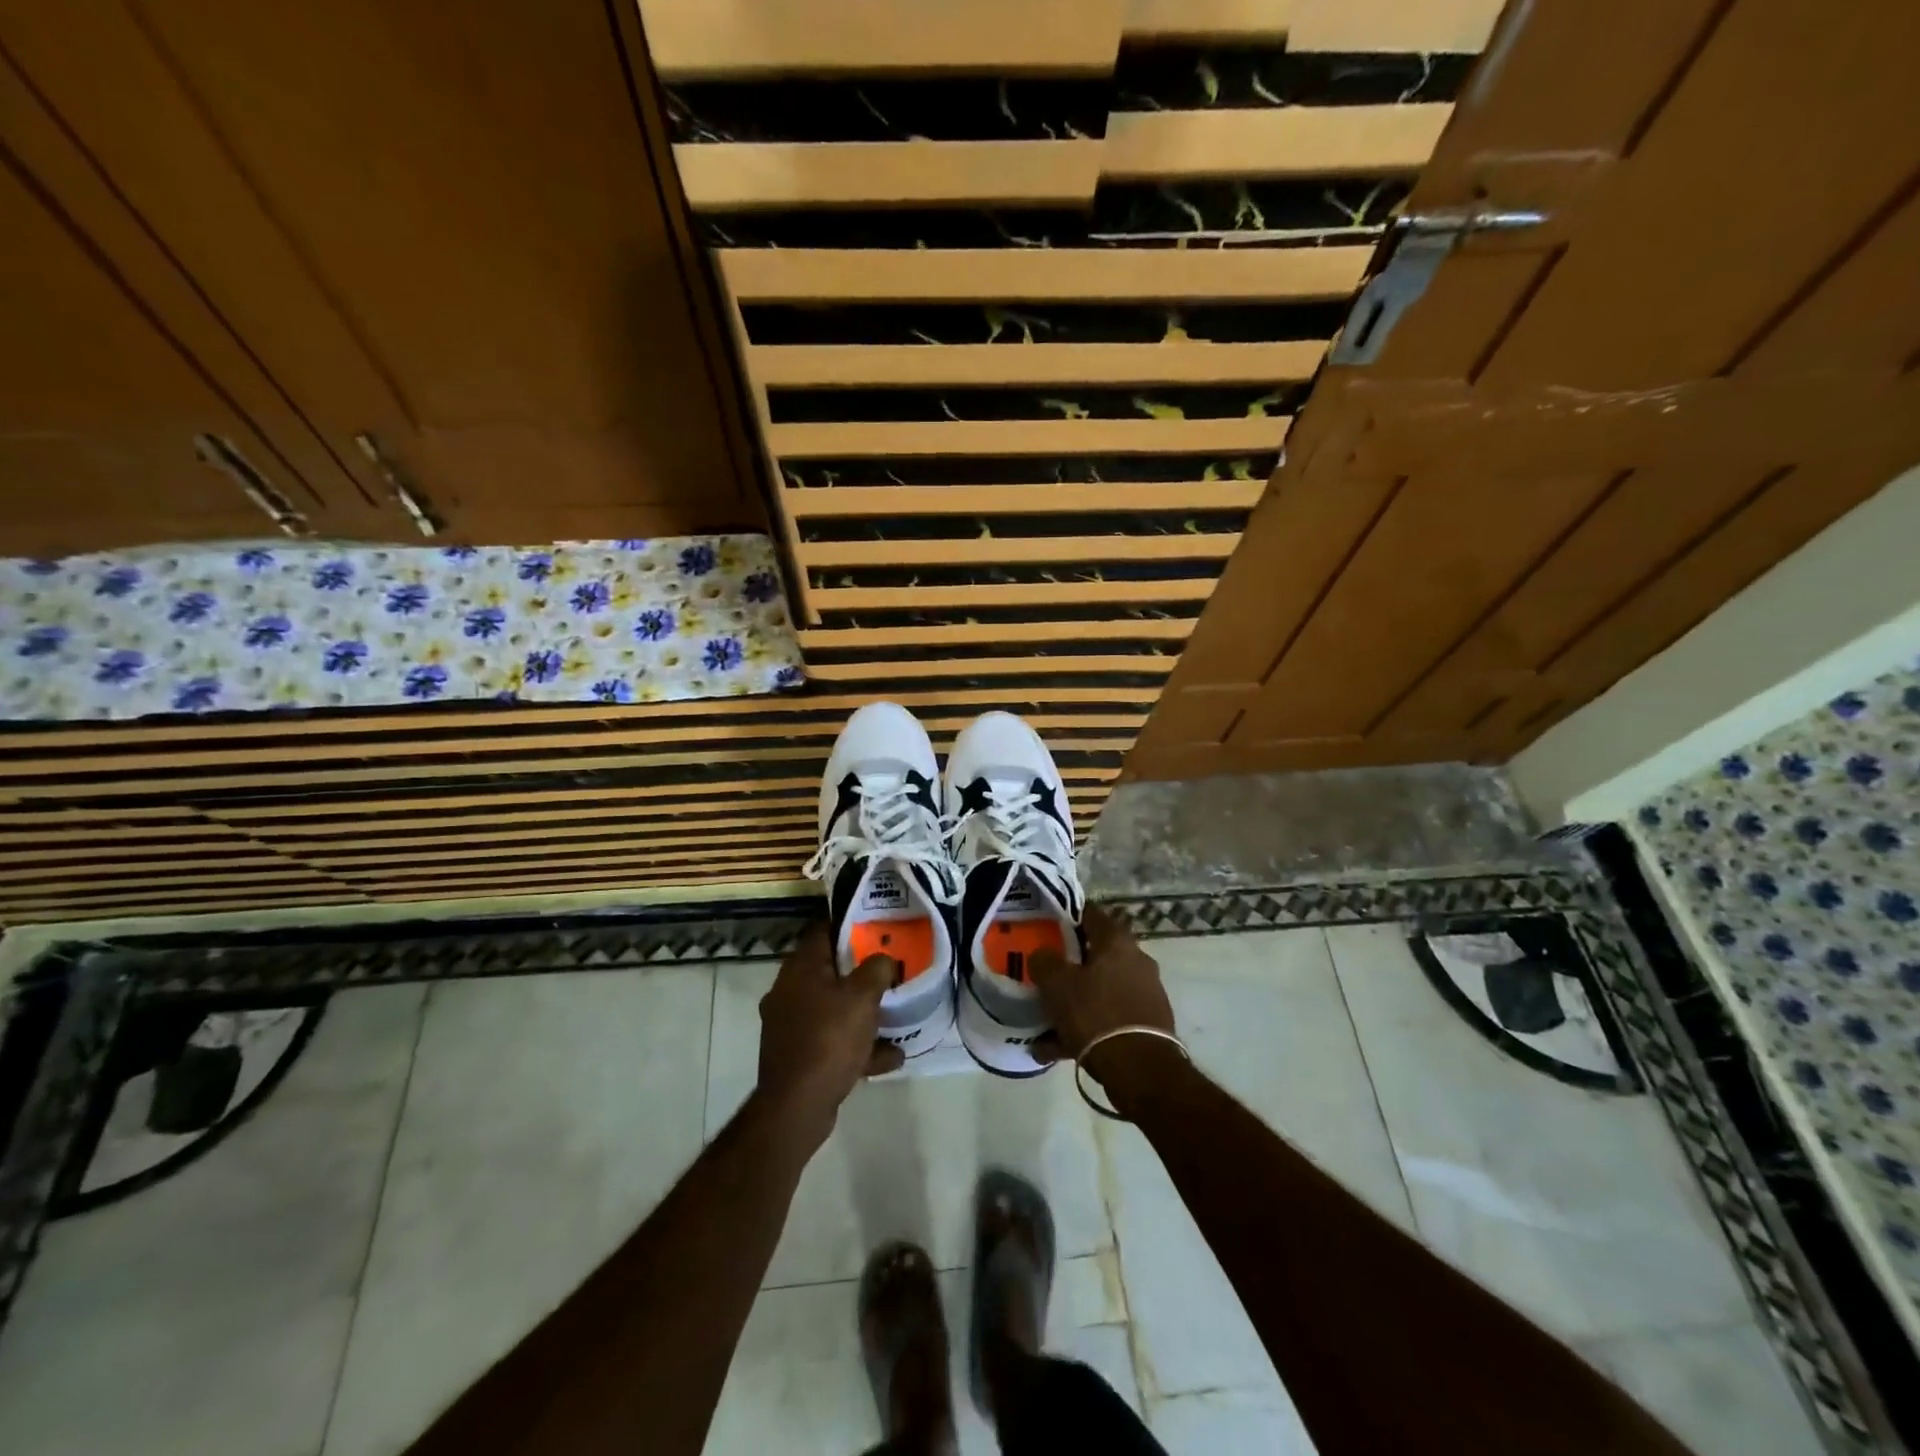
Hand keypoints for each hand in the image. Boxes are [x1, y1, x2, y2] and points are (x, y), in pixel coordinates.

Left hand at [756, 923, 904, 1141]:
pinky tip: (890, 1057)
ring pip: (833, 1009)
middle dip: (861, 972)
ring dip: (863, 1013)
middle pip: (829, 971)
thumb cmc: (829, 1038)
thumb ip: (877, 969)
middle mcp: (789, 992)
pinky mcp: (799, 1056)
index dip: (848, 925)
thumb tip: (883, 959)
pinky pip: (833, 1041)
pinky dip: (858, 1046)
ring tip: (895, 1016)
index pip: (821, 931)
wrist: (796, 1106)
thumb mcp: (862, 996)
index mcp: (799, 969)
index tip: (875, 927)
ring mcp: (791, 1027)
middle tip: (890, 970)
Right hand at [1028, 908, 1181, 1109]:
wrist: (1140, 1069)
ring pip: (1100, 990)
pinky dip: (1086, 1028)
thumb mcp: (1057, 983)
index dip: (1067, 916)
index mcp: (1117, 941)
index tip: (1046, 925)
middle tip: (1045, 975)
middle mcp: (1136, 960)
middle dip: (1070, 966)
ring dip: (1075, 1002)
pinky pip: (1108, 1018)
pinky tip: (1056, 1049)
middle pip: (1096, 954)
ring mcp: (1145, 993)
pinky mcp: (1148, 1024)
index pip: (1090, 914)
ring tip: (1045, 1023)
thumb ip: (1045, 961)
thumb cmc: (1095, 1013)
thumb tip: (1043, 955)